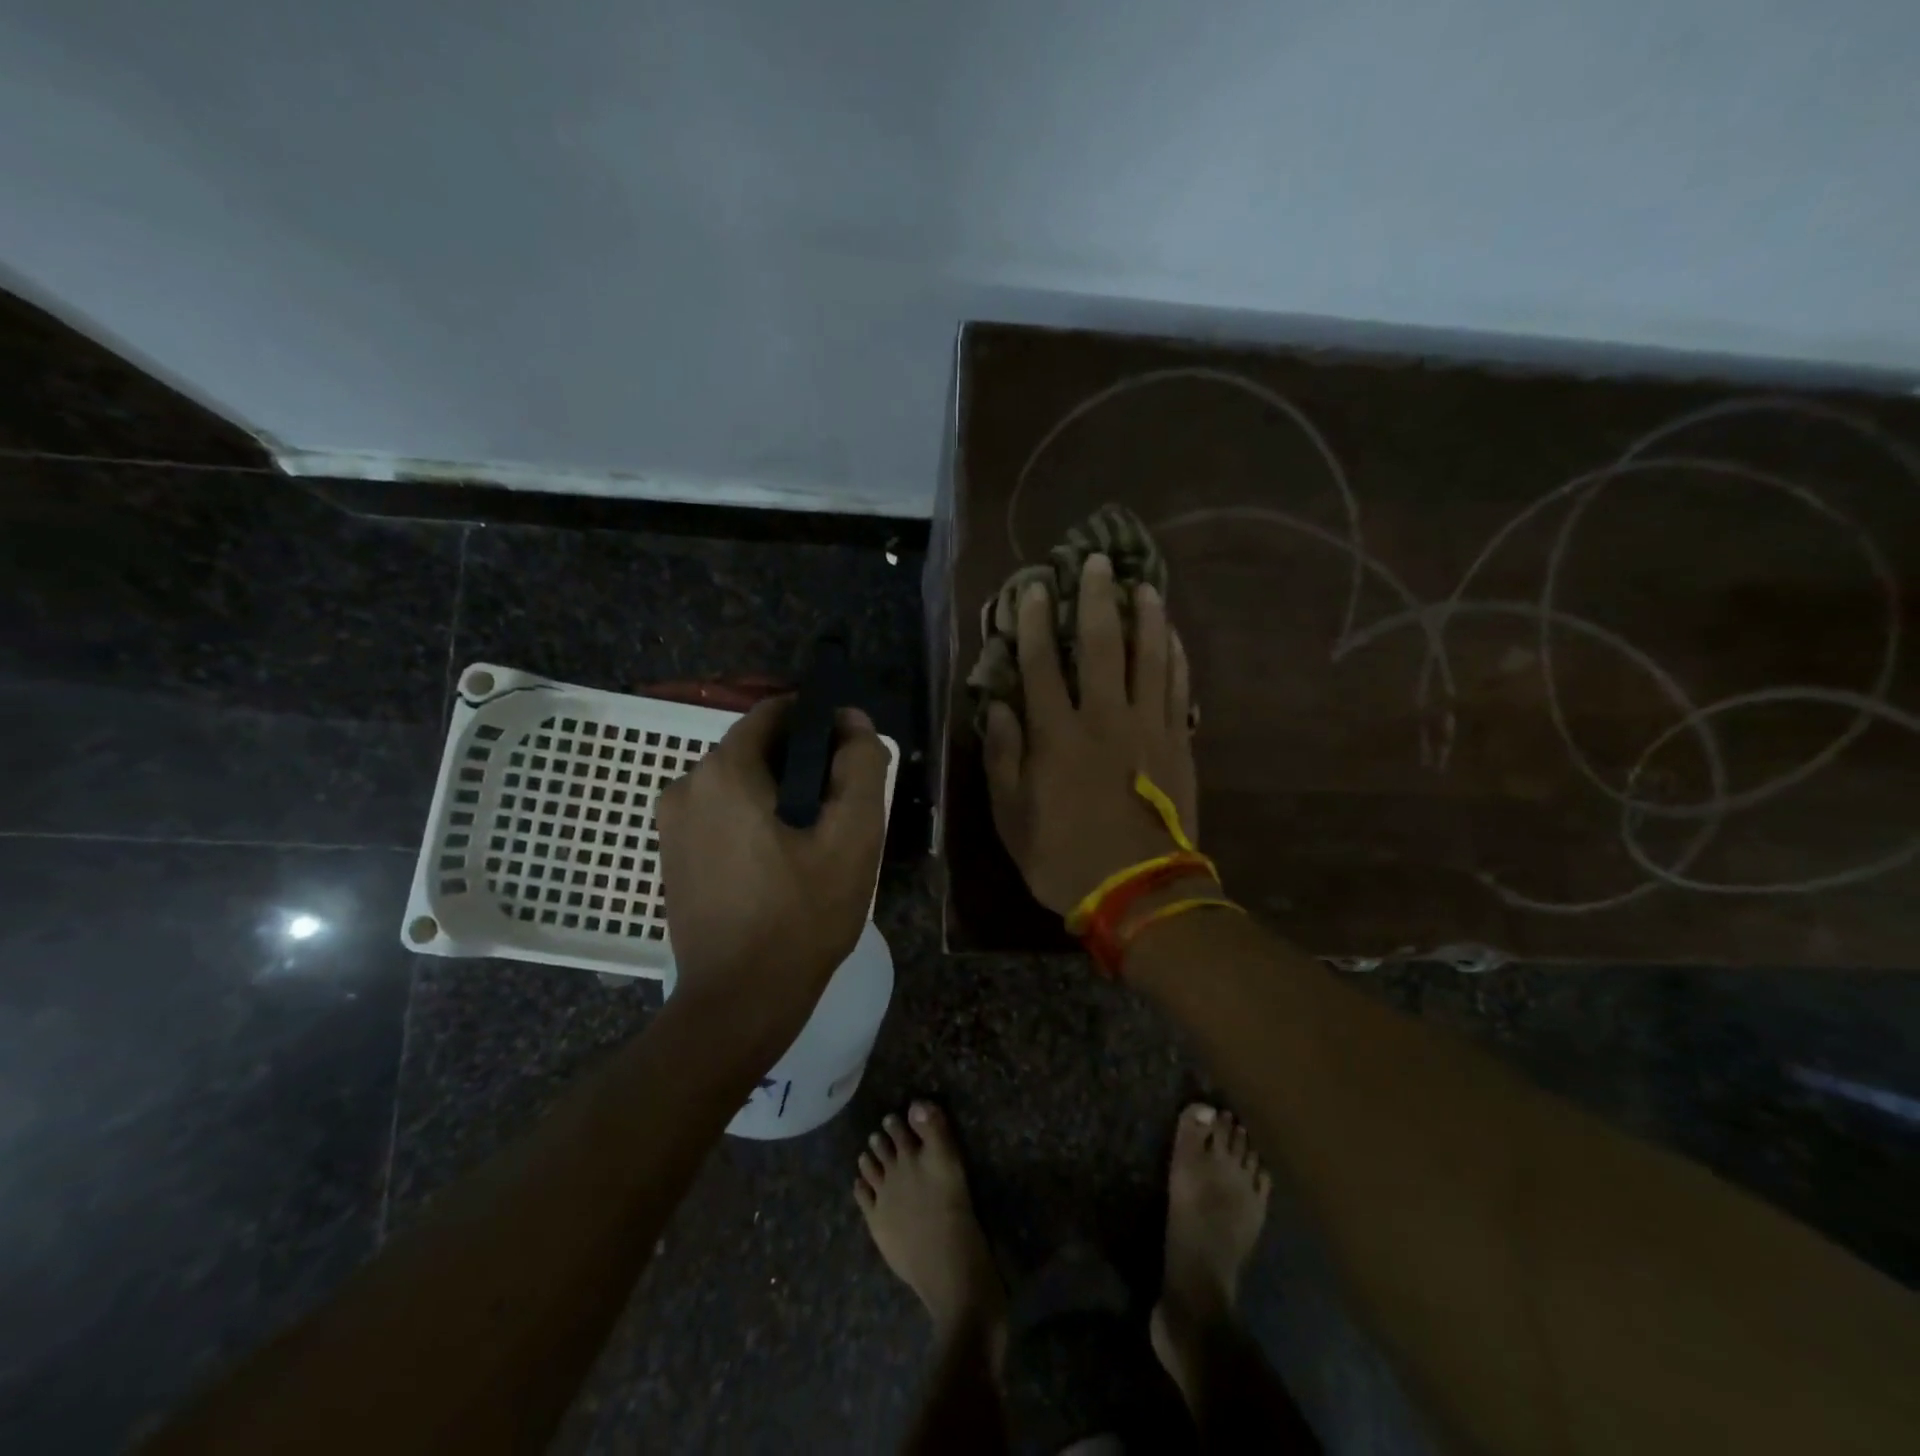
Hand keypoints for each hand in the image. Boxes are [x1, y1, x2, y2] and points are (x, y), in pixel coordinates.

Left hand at [657, 699, 889, 1031]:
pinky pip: (722, 815)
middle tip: (842, 807)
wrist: (739, 1003)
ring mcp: (672, 824)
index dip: (820, 723)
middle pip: (757, 749)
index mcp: (723, 771)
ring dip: (780, 795)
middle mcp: (686, 786)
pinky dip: (755, 820)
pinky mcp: (672, 855)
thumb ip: (860, 766)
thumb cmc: (801, 916)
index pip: (775, 712)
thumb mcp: (852, 837)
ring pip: (740, 784)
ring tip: (817, 839)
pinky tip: (783, 861)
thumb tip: (853, 722)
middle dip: (803, 765)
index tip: (851, 755)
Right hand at [983, 553, 1198, 914]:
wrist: (1137, 890)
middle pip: (1102, 645)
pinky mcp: (1178, 741)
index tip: (1036, 589)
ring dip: (1146, 616)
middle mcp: (1103, 717)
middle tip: (1096, 562)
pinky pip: (1179, 687)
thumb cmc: (1063, 856)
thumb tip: (998, 707)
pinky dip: (1175, 656)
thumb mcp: (1011, 816)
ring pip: (1150, 657)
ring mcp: (1148, 726)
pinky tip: (1172, 635)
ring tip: (1143, 584)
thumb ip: (1003, 757)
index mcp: (1056, 735)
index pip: (1042, 663)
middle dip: (1096, 599)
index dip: (1037, 622)